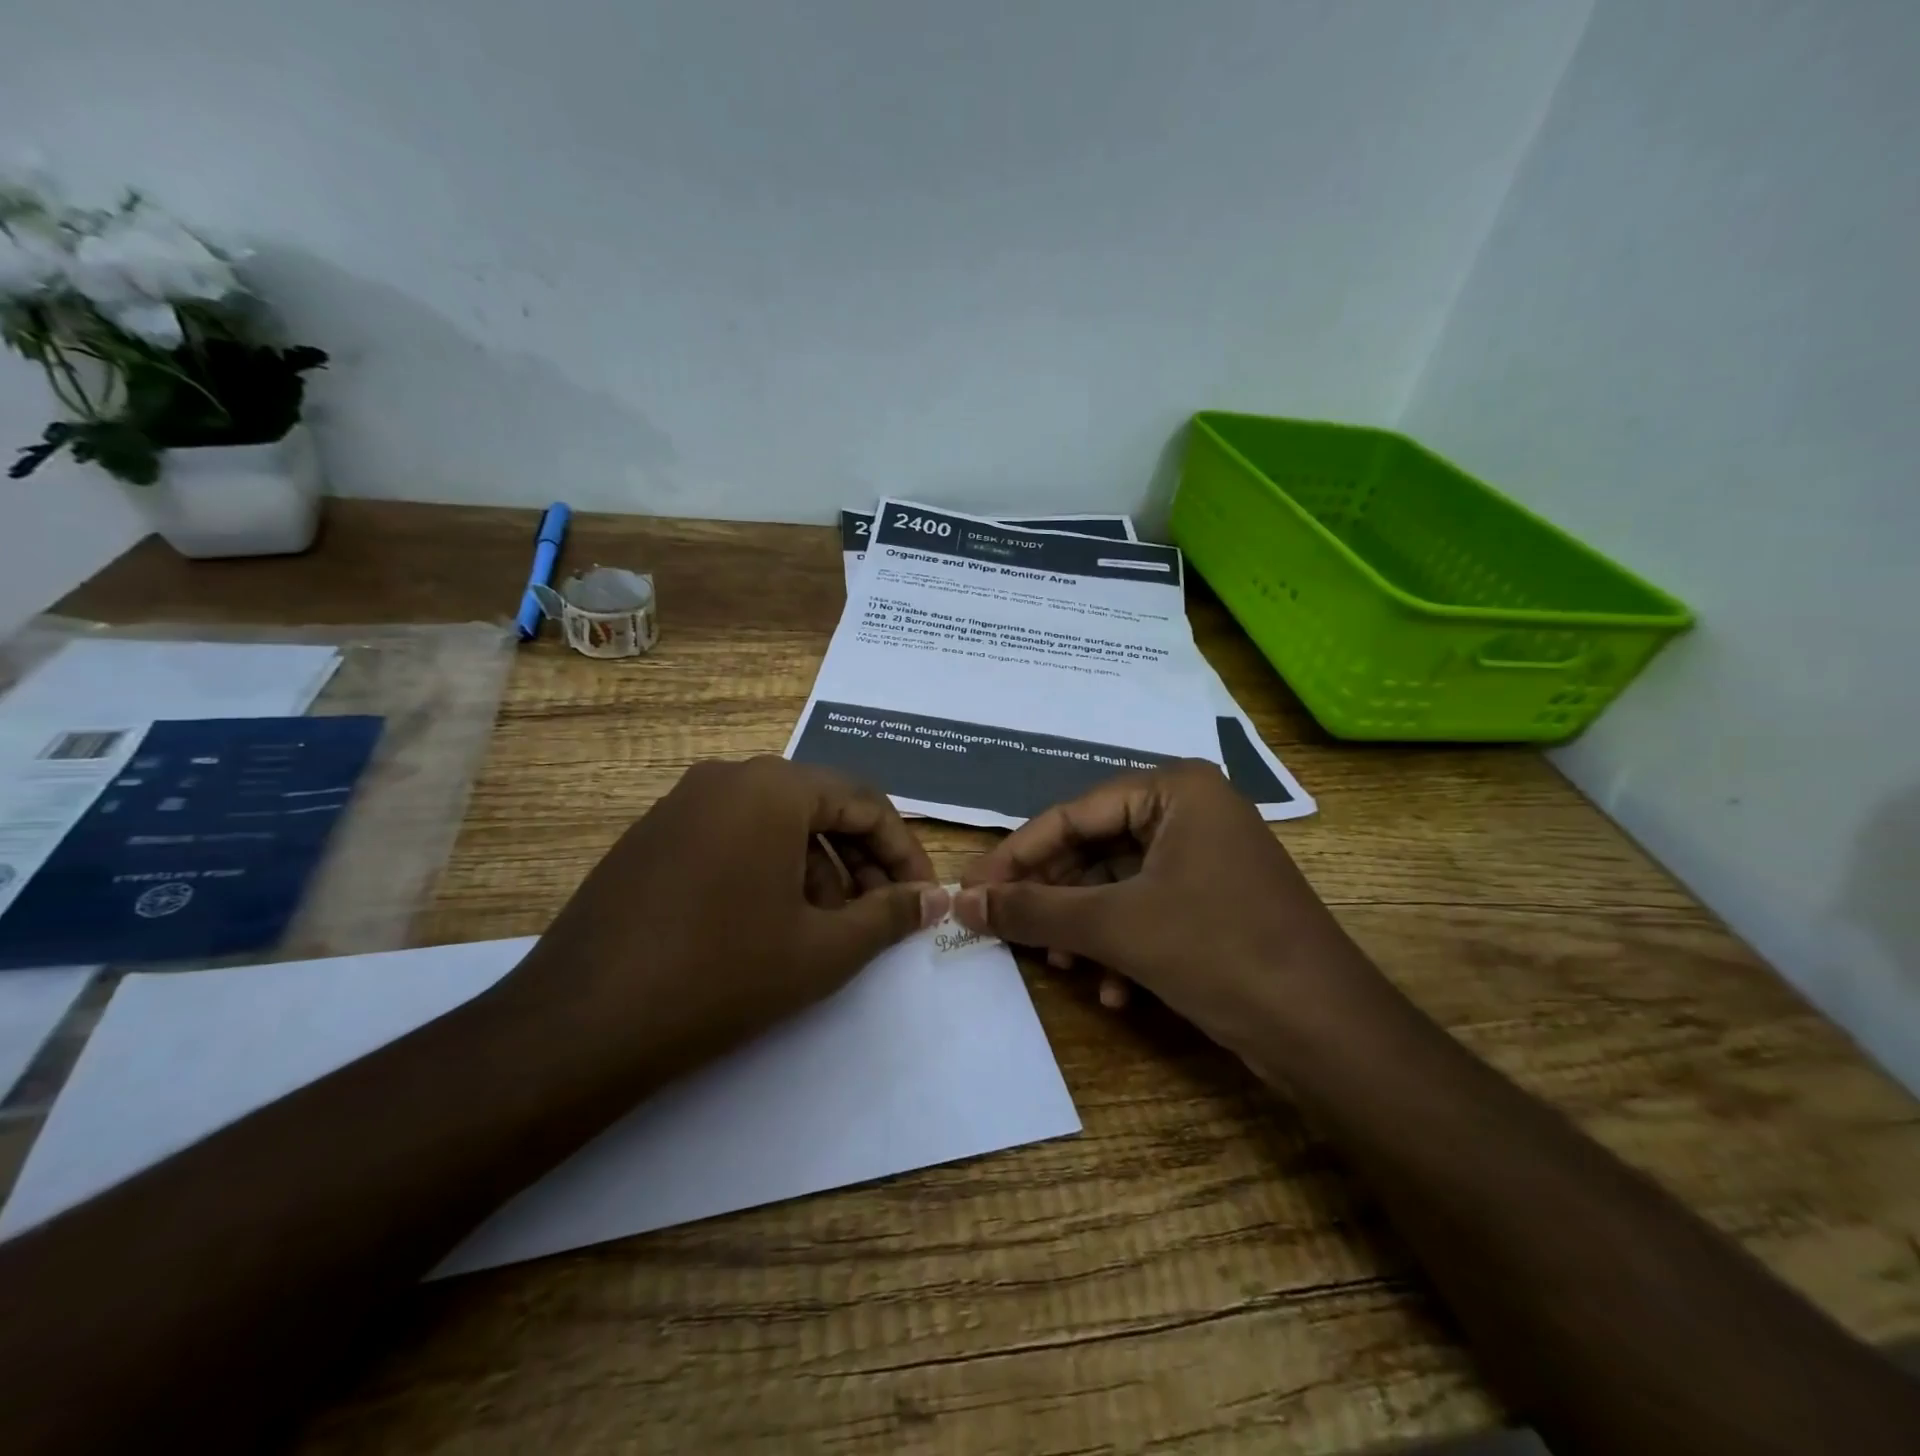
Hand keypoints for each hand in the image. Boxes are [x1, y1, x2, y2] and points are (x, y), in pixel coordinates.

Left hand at [507, 757, 948, 1089]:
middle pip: (819, 808)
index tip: (921, 898)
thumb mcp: (823, 949)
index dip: (903, 852)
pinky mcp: (651, 838)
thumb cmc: (723, 975)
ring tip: (826, 930)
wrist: (581, 1026)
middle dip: (860, 862)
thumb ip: (890, 915)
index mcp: (773, 786)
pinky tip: (769, 926)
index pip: (865, 801)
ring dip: (817, 870)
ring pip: (775, 825)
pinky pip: (732, 838)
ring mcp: (681, 805)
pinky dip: (768, 871)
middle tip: (878, 917)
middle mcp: (726, 778)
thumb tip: (935, 898)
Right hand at [954, 761, 1380, 1074]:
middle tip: (1006, 930)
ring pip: (1117, 885)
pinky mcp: (1215, 902)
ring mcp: (1206, 857)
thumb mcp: (1115, 927)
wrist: (1329, 1034)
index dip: (1017, 855)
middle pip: (1094, 849)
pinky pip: (1147, 910)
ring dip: (1084, 928)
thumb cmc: (1218, 951)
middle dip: (1054, 898)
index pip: (1072, 815)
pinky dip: (1121, 947)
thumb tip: (961, 900)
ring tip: (1064, 966)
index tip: (970, 889)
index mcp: (1174, 789)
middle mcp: (1191, 812)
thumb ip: (1034, 909)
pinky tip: (1112, 992)